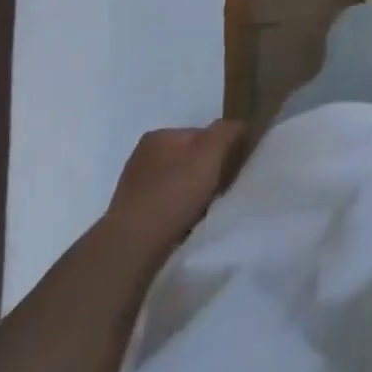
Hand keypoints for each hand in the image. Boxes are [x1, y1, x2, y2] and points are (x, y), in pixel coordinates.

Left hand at [106, 120, 246, 249]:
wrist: (133, 245)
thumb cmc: (173, 192)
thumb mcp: (211, 152)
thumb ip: (228, 132)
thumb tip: (240, 125)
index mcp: (159, 136)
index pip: (201, 134)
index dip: (221, 150)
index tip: (232, 170)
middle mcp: (142, 156)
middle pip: (188, 159)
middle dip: (205, 173)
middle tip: (220, 192)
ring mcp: (133, 187)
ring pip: (177, 184)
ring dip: (191, 194)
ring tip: (203, 212)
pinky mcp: (130, 215)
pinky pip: (165, 206)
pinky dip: (177, 213)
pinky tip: (184, 225)